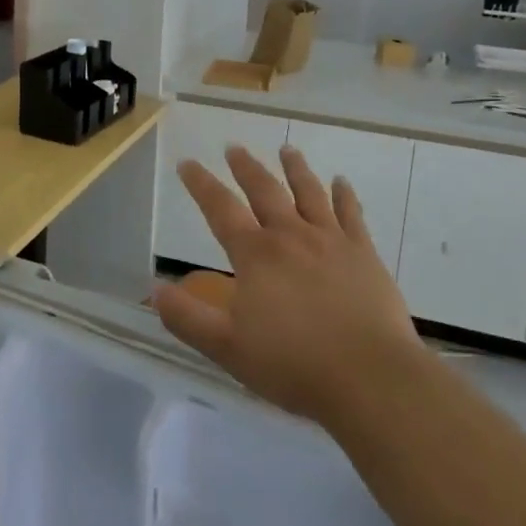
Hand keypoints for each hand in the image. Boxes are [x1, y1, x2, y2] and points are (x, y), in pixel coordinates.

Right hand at [154, 144, 426, 429]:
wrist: (371, 377)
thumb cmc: (294, 364)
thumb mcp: (227, 348)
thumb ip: (188, 318)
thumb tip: (155, 289)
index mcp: (256, 255)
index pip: (220, 209)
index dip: (201, 184)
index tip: (187, 162)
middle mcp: (291, 236)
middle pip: (264, 191)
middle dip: (246, 167)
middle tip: (234, 147)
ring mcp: (331, 241)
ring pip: (309, 193)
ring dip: (295, 169)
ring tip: (287, 149)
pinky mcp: (364, 254)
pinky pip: (352, 214)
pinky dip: (344, 195)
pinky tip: (342, 182)